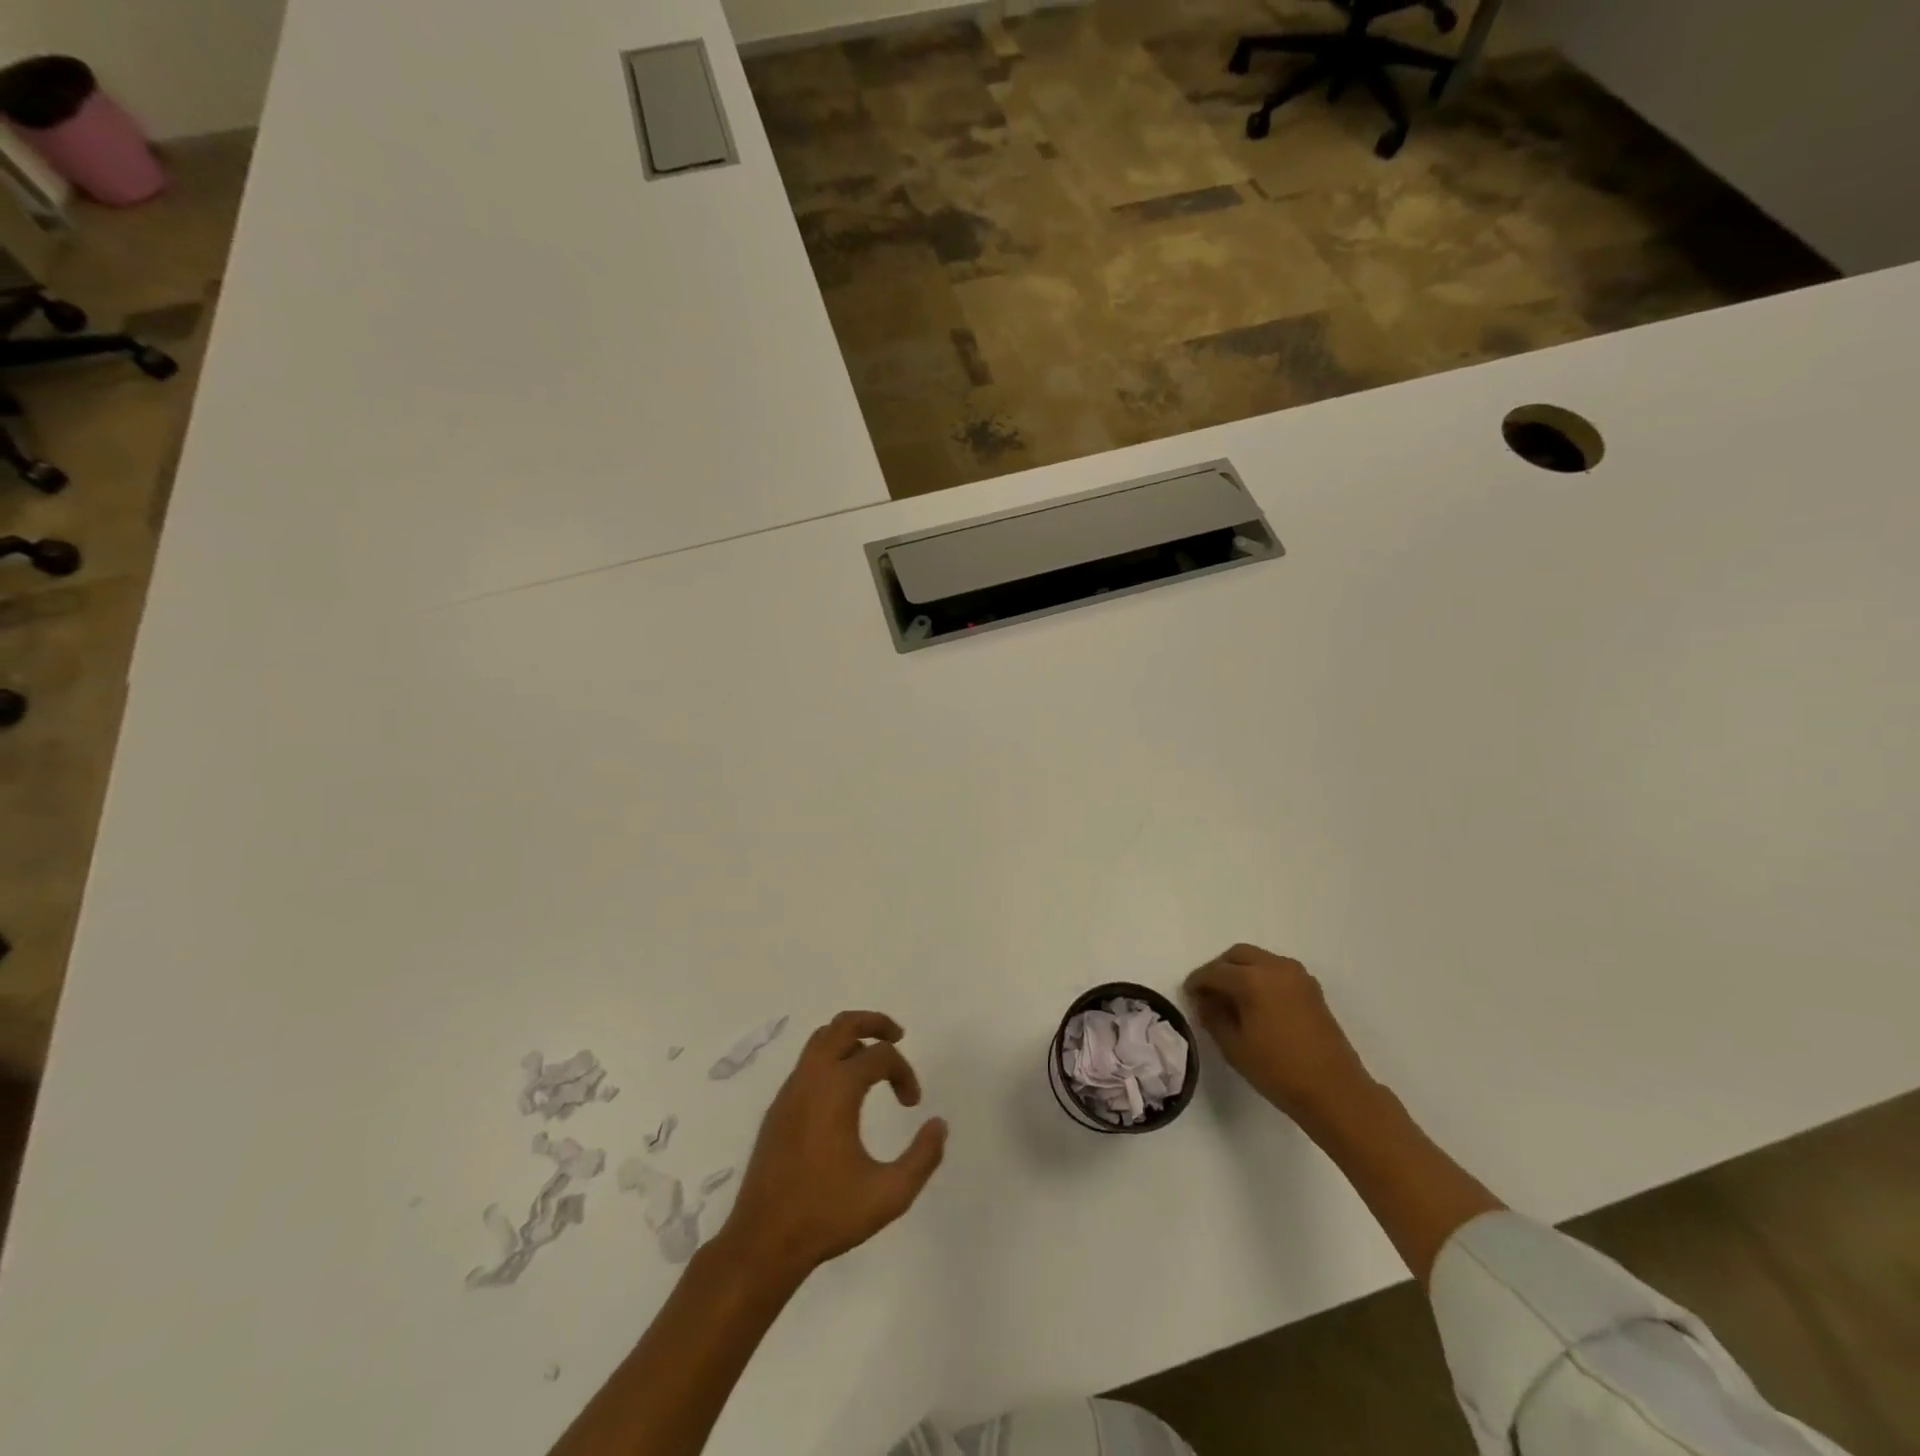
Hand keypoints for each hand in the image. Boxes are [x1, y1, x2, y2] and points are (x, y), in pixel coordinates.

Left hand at [721, 1011, 946, 1287]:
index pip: (881, 1056)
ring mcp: (790, 1091)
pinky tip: (844, 1091)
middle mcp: (811, 1078)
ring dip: (850, 1038)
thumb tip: (939, 1124)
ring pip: (821, 1040)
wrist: (763, 1242)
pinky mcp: (777, 1108)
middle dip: (874, 1023)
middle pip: (843, 1024)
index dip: (904, 1073)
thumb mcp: (889, 1194)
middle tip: (898, 1036)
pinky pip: (807, 1064)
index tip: (912, 1105)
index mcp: (837, 1089)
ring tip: (872, 1058)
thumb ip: (922, 1157)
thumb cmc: (827, 1215)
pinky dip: (831, 1059)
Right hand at [1184, 945, 1375, 1127]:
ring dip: (1241, 971)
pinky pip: (1277, 970)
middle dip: (1219, 969)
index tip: (1188, 995)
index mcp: (1252, 979)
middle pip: (1237, 955)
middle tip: (1209, 993)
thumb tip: (1204, 1000)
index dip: (1197, 982)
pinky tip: (1257, 1003)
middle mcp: (1275, 967)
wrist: (1335, 1092)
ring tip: (1232, 998)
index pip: (1214, 971)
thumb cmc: (1278, 1071)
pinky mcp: (1312, 988)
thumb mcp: (1234, 1047)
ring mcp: (1297, 976)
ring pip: (1259, 959)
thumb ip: (1212, 1016)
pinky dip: (1261, 977)